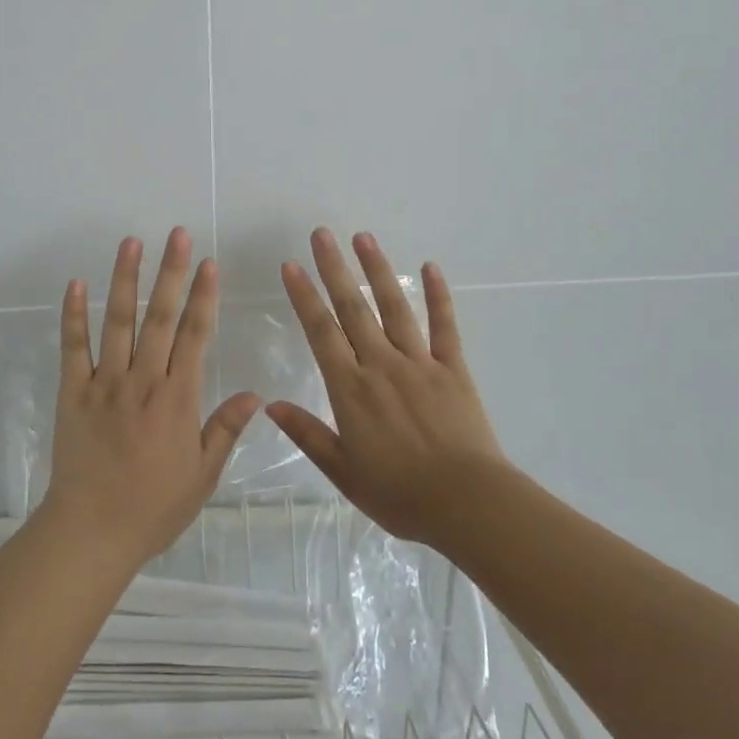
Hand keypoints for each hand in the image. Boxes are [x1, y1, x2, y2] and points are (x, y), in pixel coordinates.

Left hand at [42, 228, 261, 569]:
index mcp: (178, 398)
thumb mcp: (203, 475)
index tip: (209, 263)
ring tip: (131, 243)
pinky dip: (73, 315)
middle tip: (176, 235)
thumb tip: (255, 393)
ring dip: (125, 279)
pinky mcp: (74, 391)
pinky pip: (73, 347)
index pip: (196, 336)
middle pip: (161, 318)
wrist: (93, 530)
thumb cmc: (154, 507)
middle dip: (171, 273)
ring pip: (117, 321)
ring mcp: (105, 382)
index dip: (204, 297)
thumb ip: (225, 429)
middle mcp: (143, 380)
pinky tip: (76, 284)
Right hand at [266, 229, 507, 545]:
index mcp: (350, 388)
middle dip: (334, 269)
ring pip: (394, 307)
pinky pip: (444, 326)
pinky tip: (430, 267)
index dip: (304, 296)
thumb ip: (308, 435)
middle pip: (353, 308)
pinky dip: (438, 295)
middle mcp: (381, 365)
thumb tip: (270, 405)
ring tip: (363, 238)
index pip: (321, 331)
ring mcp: (419, 363)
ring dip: (377, 270)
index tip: (291, 265)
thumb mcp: (343, 472)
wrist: (468, 504)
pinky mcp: (452, 369)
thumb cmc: (400, 494)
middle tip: (321, 234)